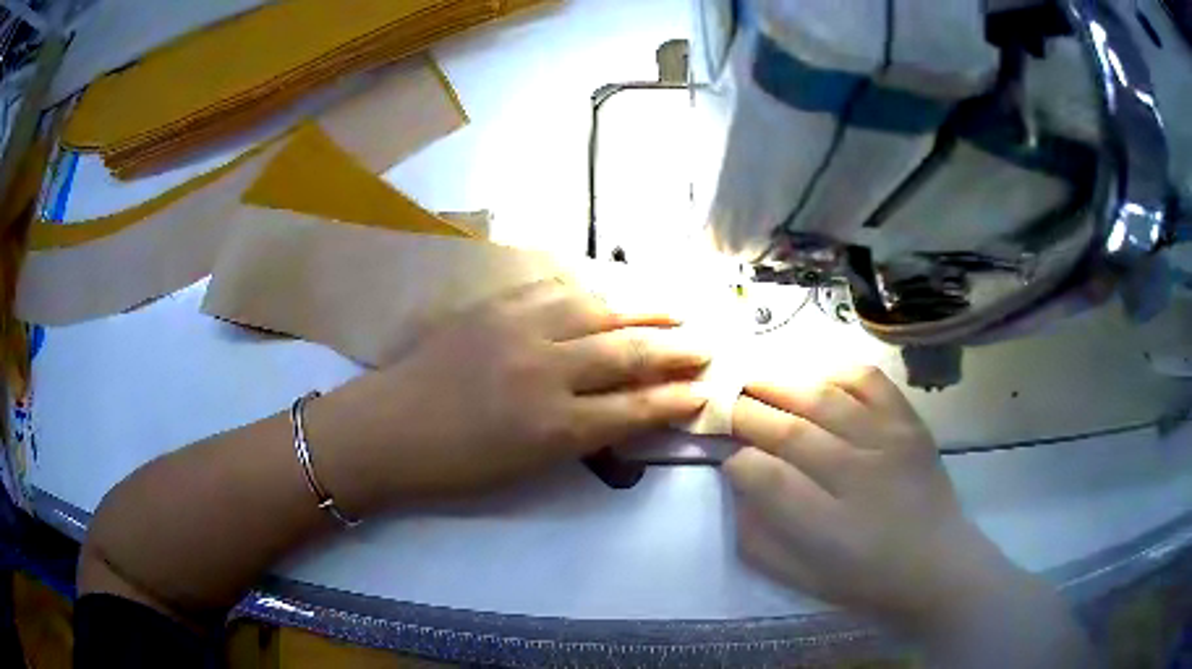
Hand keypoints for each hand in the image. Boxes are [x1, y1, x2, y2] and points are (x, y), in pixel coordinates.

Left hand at [309, 278, 709, 509]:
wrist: (387, 428)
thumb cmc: (455, 465)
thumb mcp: (526, 467)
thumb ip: (581, 436)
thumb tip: (627, 410)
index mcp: (553, 427)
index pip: (635, 407)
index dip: (675, 398)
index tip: (704, 389)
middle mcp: (545, 371)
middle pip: (627, 352)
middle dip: (676, 349)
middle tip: (707, 343)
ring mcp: (518, 329)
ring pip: (598, 308)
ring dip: (643, 308)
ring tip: (673, 308)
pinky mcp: (494, 305)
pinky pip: (555, 287)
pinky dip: (591, 288)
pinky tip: (610, 289)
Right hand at [724, 368, 1021, 630]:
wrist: (938, 564)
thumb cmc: (866, 580)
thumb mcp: (801, 580)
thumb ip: (759, 539)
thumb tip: (739, 490)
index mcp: (826, 528)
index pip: (766, 478)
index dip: (738, 461)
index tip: (728, 457)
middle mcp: (857, 477)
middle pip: (789, 431)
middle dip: (748, 414)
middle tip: (724, 404)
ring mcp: (887, 443)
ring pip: (823, 400)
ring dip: (781, 385)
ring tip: (754, 379)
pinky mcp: (909, 423)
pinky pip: (870, 382)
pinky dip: (838, 372)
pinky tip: (817, 378)